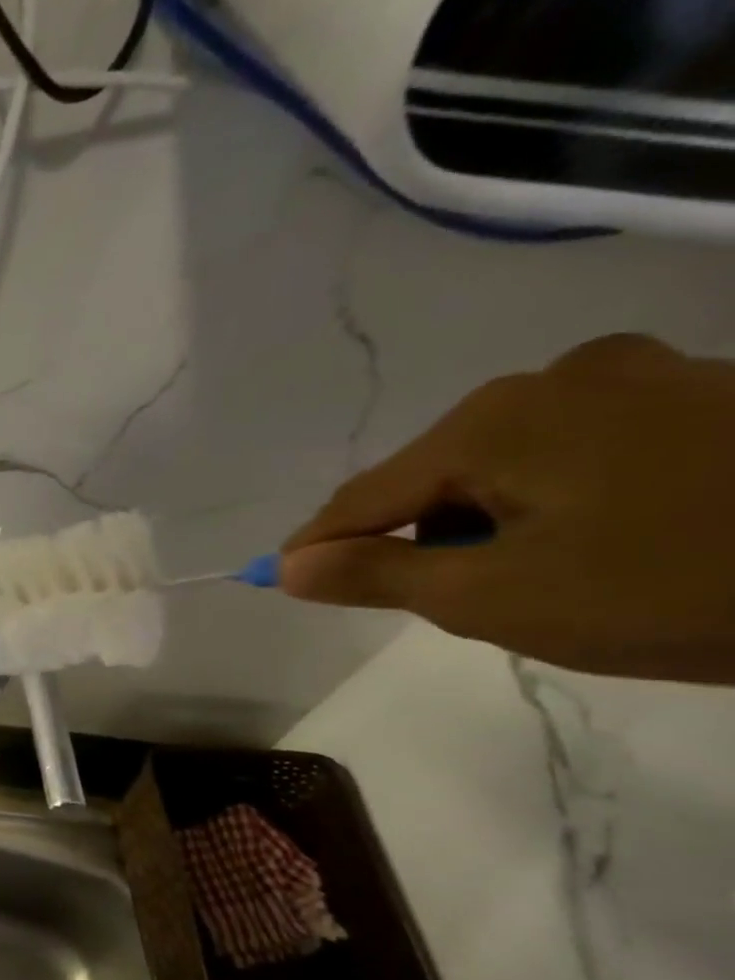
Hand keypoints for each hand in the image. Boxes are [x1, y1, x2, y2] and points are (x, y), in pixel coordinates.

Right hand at [281, 335, 734, 682]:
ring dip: (489, 521)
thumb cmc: (675, 587)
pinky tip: (602, 540)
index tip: (286, 582)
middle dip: (421, 538)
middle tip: (447, 602)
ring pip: (507, 464)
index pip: (364, 496)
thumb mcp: (497, 599)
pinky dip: (556, 499)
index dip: (318, 545)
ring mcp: (638, 376)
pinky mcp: (703, 393)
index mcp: (492, 423)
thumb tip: (290, 568)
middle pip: (435, 476)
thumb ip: (378, 577)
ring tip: (538, 578)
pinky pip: (578, 451)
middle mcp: (553, 379)